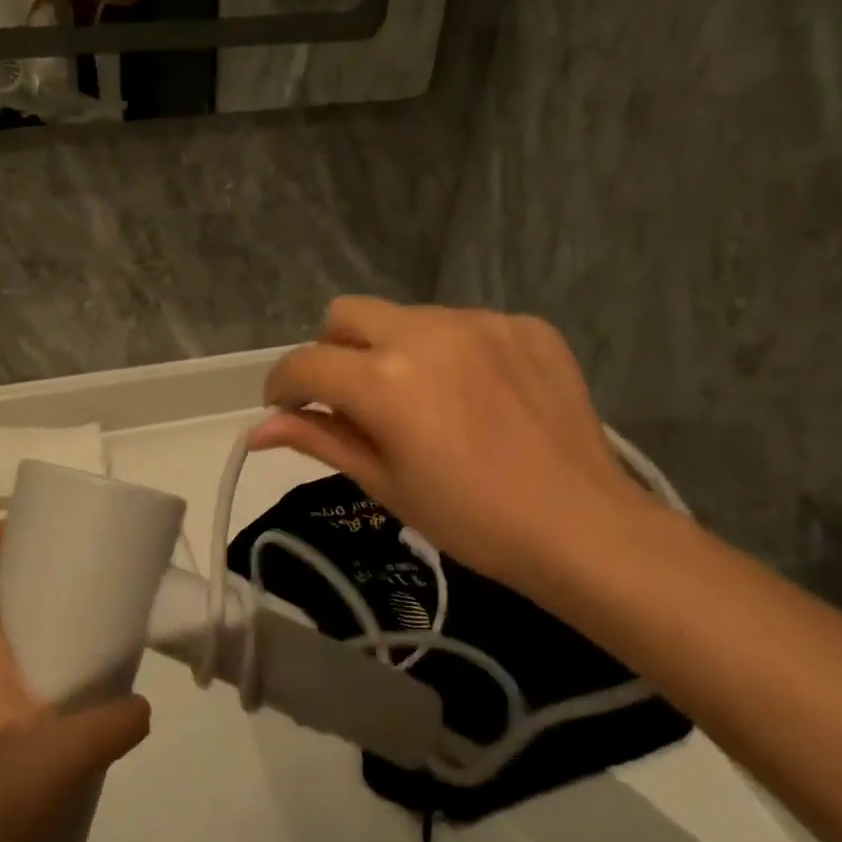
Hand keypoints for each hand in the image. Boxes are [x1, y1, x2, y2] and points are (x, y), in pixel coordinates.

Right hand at [253, 297, 652, 593]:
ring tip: (422, 401)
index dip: (281, 385)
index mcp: (385, 380)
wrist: (583, 527)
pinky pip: (463, 324)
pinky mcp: (525, 324)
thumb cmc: (470, 520)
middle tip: (351, 400)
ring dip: (391, 350)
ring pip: (405, 316)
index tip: (285, 409)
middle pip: (345, 314)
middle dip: (331, 352)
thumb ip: (320, 440)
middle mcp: (427, 333)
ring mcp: (481, 322)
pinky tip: (475, 396)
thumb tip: (258, 429)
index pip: (304, 363)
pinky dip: (449, 352)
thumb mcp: (384, 483)